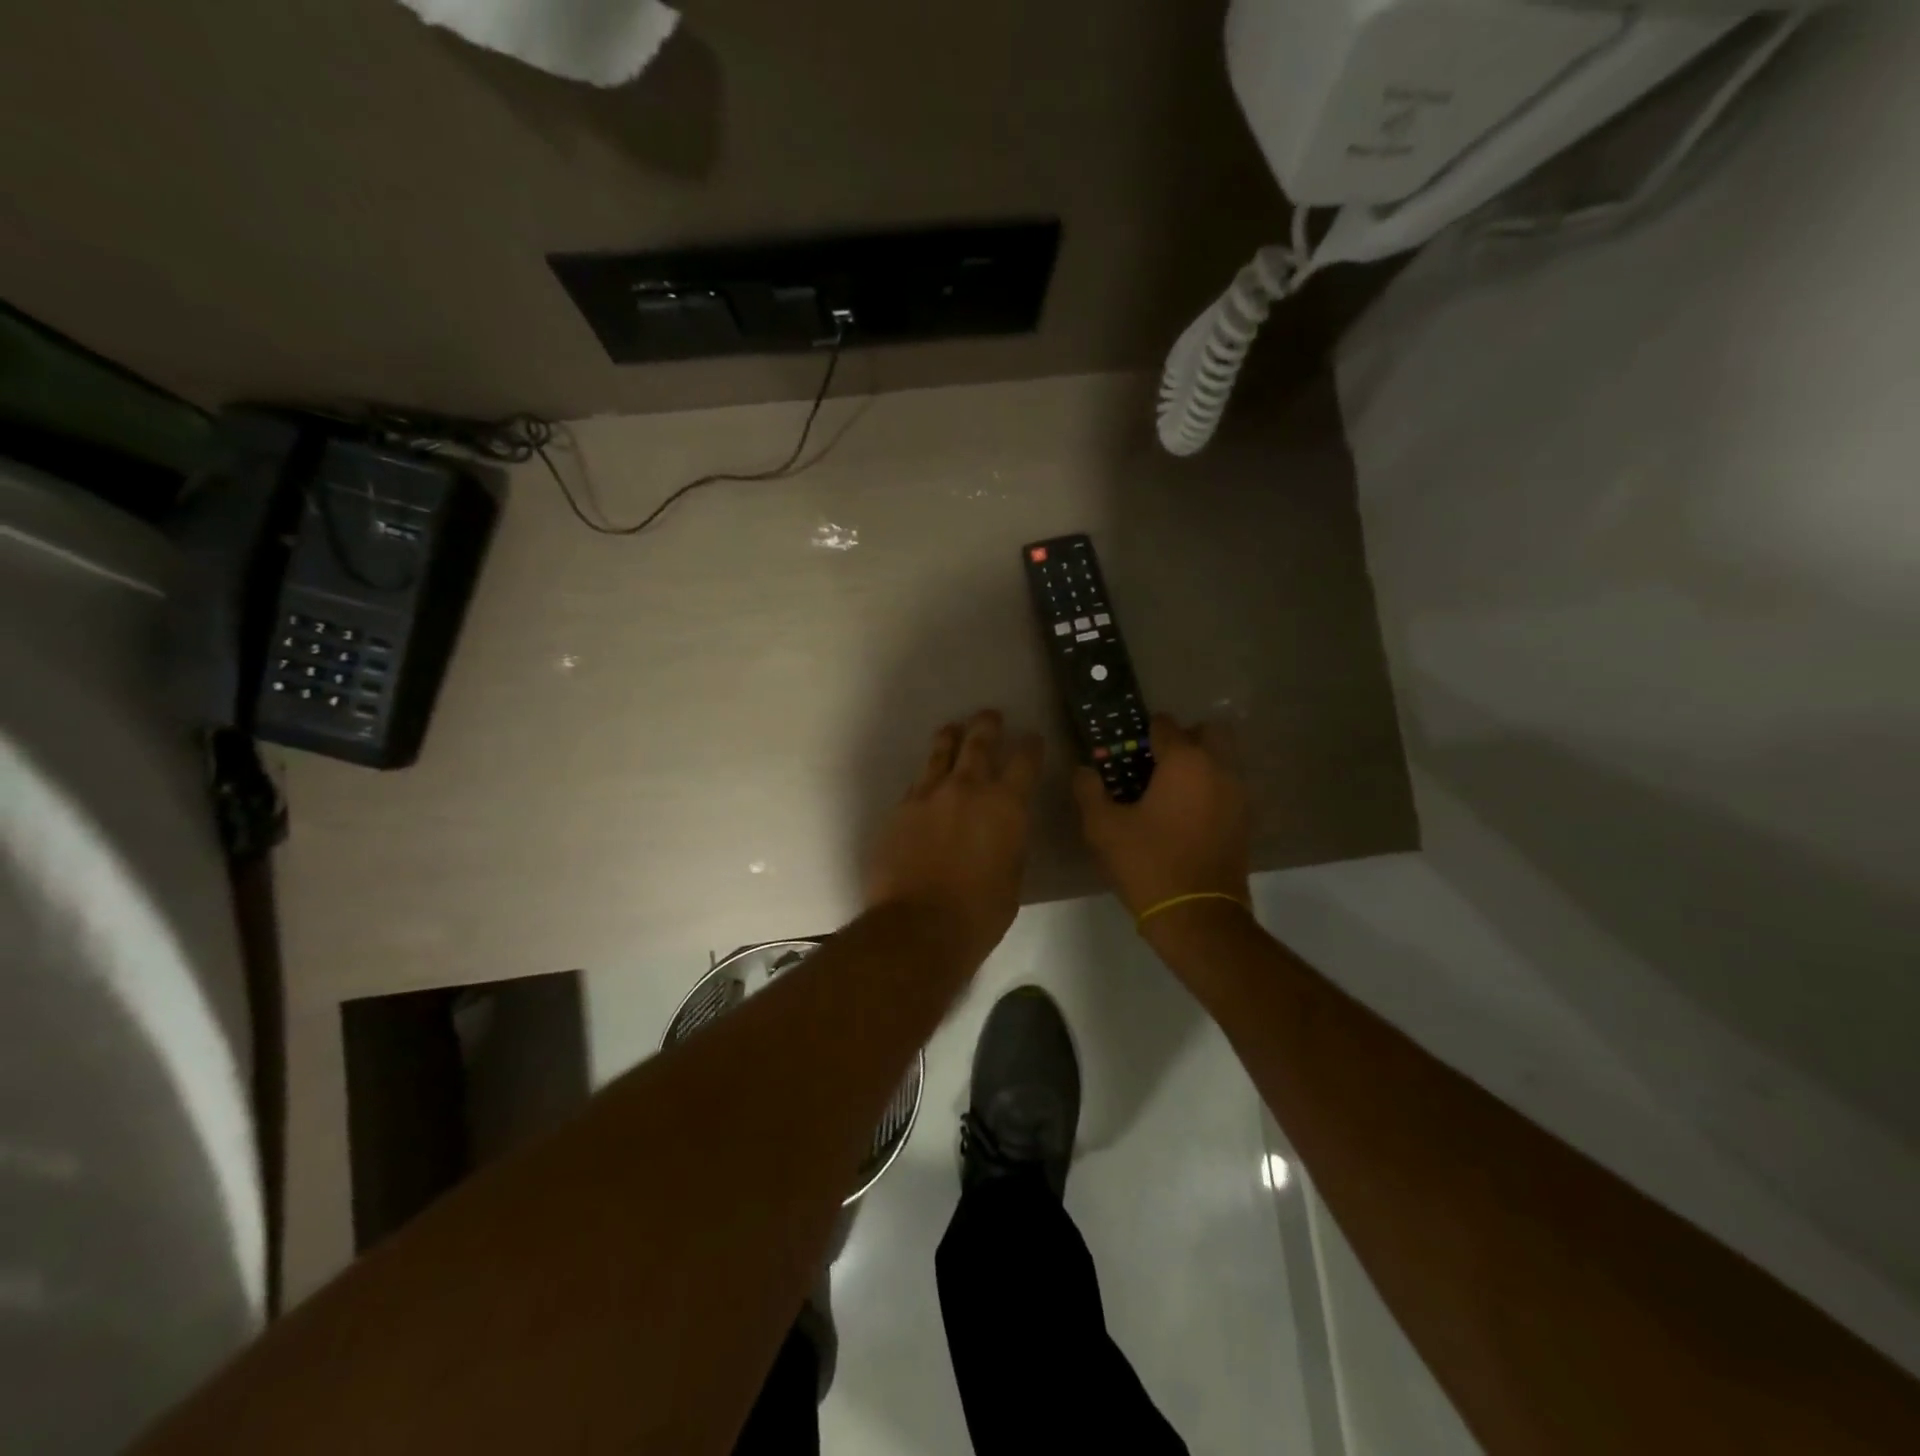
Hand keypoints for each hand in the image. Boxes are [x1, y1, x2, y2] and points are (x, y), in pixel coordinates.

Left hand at [867, 710, 1043, 963]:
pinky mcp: (900, 809)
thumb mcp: (1013, 876)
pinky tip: (928, 779)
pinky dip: (928, 776)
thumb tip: (1004, 826)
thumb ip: (1010, 840)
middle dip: (987, 726)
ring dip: (951, 738)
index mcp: (1006, 805)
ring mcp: (929, 795)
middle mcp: (967, 789)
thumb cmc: (979, 912)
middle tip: (990, 715)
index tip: (1032, 738)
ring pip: (940, 753)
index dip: (1031, 747)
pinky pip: (918, 782)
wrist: (918, 926)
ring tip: (953, 729)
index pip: (1024, 762)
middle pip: (979, 744)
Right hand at [1074, 713, 1250, 924]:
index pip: (1165, 725)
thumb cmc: (1148, 864)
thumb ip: (1089, 791)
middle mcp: (1218, 768)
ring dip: (1199, 764)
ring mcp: (1238, 795)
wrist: (1197, 917)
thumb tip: (1083, 770)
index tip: (1125, 751)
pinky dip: (1210, 789)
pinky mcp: (1245, 821)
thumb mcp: (1104, 828)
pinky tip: (1185, 816)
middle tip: (1155, 764)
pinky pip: (1227, 788)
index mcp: (1185, 762)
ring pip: (1222, 760)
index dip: (1142, 733)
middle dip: (1183, 739)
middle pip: (1207, 732)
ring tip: (1168, 792)